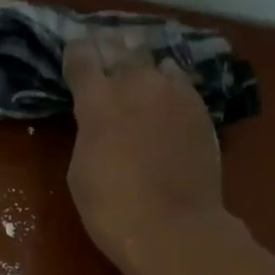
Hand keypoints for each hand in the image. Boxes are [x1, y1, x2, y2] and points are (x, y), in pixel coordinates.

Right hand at [62, 36, 234, 274]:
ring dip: (144, 65)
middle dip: (110, 47)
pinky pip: (181, 84)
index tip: (74, 52)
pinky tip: (167, 95)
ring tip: (140, 69)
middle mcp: (137, 84)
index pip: (82, 59)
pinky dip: (170, 85)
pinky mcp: (201, 109)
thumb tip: (100, 117)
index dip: (76, 53)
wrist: (174, 228)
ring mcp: (175, 93)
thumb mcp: (81, 170)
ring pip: (157, 63)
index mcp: (99, 101)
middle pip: (122, 48)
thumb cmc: (112, 209)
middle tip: (105, 48)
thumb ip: (89, 131)